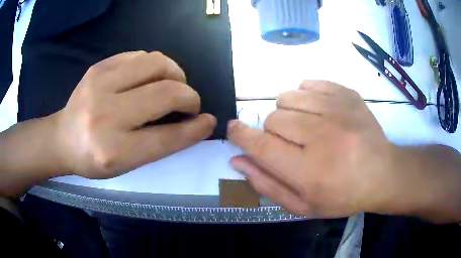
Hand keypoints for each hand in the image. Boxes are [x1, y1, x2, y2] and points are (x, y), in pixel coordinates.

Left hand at [55, 51, 215, 178]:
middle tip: (190, 103)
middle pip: (165, 93)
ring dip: (175, 73)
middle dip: (189, 96)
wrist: (62, 138)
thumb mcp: (125, 165)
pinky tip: (150, 77)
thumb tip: (191, 122)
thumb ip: (158, 144)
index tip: (208, 121)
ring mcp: (99, 84)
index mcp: (113, 150)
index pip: (167, 137)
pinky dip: (155, 65)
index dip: (194, 129)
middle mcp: (105, 115)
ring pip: (156, 63)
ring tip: (174, 84)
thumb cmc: (93, 158)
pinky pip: (140, 55)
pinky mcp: (98, 67)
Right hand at [228, 81, 393, 217]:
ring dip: (288, 113)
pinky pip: (309, 83)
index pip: (261, 145)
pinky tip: (317, 111)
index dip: (240, 135)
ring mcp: (337, 110)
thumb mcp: (302, 205)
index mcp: (309, 171)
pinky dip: (304, 96)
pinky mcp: (347, 95)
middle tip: (291, 144)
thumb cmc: (343, 196)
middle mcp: (322, 136)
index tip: (233, 129)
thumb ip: (267, 184)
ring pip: (287, 97)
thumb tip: (237, 159)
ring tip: (305, 127)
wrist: (382, 174)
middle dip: (273, 132)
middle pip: (273, 118)